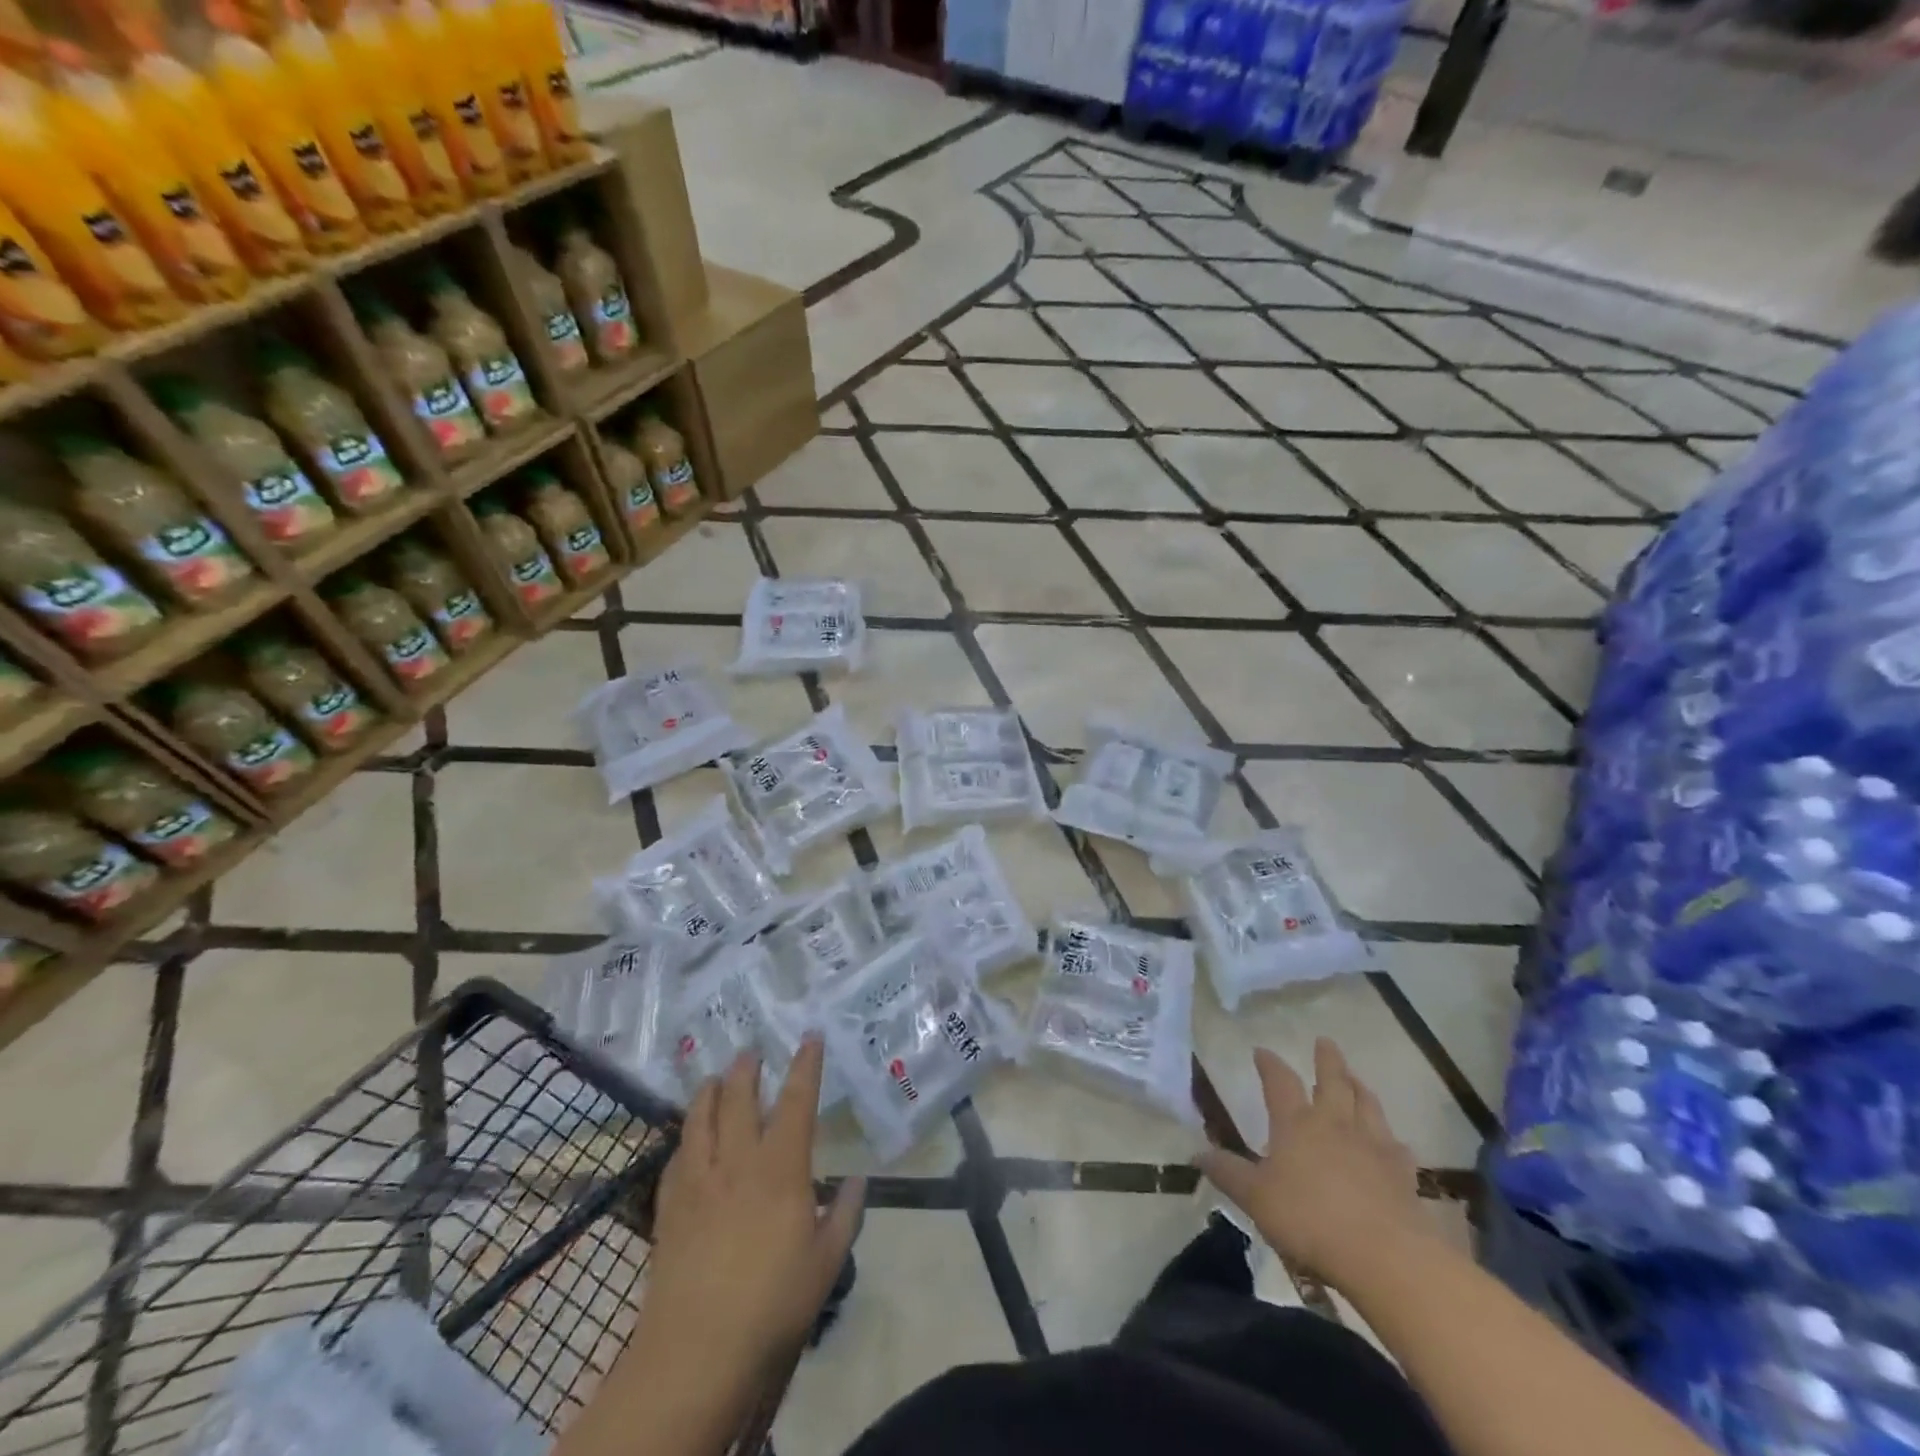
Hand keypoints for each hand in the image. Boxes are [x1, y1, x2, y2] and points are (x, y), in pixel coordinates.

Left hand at [630, 1040, 865, 1390]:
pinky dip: (684, 1139)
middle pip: (738, 1098)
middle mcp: (737, 1161)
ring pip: (699, 1119)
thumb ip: (846, 1215)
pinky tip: (687, 1141)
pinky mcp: (669, 1208)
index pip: (796, 1101)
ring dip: (708, 1092)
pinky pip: (675, 1158)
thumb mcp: (826, 1263)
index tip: (810, 1036)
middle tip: (750, 1051)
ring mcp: (698, 1182)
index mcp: (780, 1168)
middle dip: (746, 1069)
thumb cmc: (772, 1305)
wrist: (697, 1352)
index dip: (805, 1065)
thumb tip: (858, 1179)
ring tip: (713, 1078)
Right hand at [1199, 1038, 1424, 1286]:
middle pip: (1332, 1082)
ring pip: (1367, 1105)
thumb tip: (1196, 1153)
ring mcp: (1372, 1145)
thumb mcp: (1256, 1198)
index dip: (1269, 1065)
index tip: (1262, 1051)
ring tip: (1355, 1078)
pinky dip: (1391, 1139)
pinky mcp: (1402, 1174)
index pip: (1279, 1082)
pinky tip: (1393, 1142)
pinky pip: (1397, 1147)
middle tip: (1325, 1042)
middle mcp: (1334, 1124)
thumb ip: (1228, 1173)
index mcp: (1296, 1123)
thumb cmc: (1309, 1219)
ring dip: (1359, 1087)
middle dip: (1327, 1060)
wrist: (1385, 1254)